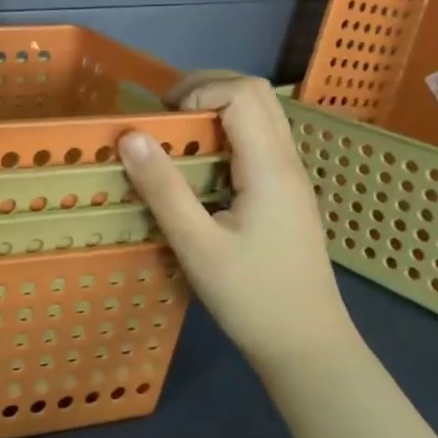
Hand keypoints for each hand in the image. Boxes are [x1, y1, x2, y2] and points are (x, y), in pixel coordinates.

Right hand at [119, 73, 355, 372]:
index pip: (242, 94)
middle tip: (163, 115)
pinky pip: (259, 142)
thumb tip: (130, 135)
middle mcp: (287, 163)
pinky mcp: (286, 196)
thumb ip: (163, 188)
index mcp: (270, 168)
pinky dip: (226, 134)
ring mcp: (291, 179)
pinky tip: (199, 167)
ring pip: (261, 116)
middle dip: (205, 88)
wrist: (308, 348)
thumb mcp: (196, 245)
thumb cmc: (252, 298)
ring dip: (216, 109)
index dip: (198, 90)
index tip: (161, 120)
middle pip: (256, 95)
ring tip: (174, 136)